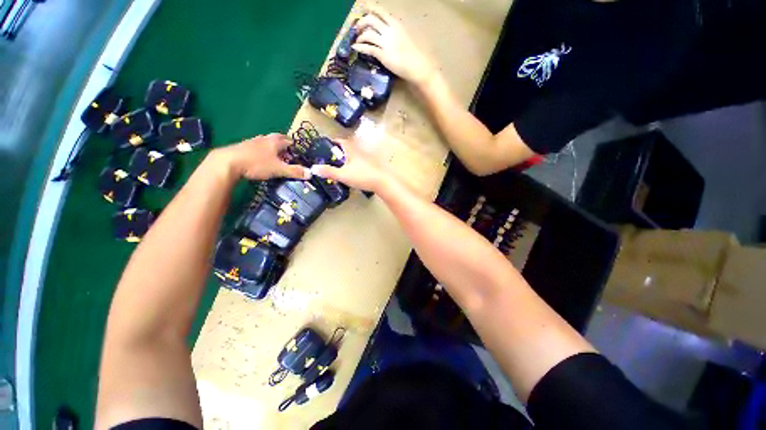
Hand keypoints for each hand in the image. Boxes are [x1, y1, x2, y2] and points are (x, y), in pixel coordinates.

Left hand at [213, 134, 309, 180]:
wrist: (227, 162)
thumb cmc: (257, 163)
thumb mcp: (278, 169)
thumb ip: (294, 171)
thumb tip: (311, 174)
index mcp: (275, 142)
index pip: (289, 141)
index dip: (295, 146)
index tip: (299, 152)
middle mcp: (264, 139)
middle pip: (277, 138)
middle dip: (284, 143)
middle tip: (289, 152)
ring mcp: (252, 142)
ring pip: (266, 141)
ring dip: (272, 146)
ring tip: (276, 155)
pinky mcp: (243, 147)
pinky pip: (257, 146)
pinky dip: (262, 151)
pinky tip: (261, 158)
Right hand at [310, 138, 387, 191]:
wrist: (382, 182)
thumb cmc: (362, 176)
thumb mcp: (343, 175)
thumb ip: (328, 171)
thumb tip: (312, 168)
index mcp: (352, 150)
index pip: (340, 141)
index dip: (332, 142)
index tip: (325, 147)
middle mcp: (360, 151)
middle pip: (348, 147)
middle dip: (339, 151)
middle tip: (331, 158)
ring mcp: (367, 158)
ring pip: (355, 155)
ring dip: (348, 158)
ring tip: (341, 165)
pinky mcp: (372, 165)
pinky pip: (361, 161)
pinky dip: (355, 164)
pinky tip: (353, 172)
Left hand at [354, 6, 436, 85]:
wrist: (416, 66)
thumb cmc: (412, 54)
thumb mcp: (404, 37)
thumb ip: (394, 32)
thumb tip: (385, 33)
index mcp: (395, 24)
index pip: (380, 11)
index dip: (370, 9)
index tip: (363, 11)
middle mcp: (389, 31)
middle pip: (371, 20)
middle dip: (362, 22)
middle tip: (357, 28)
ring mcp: (385, 43)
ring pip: (368, 34)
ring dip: (360, 36)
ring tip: (357, 40)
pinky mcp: (383, 55)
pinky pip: (368, 49)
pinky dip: (360, 47)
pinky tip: (355, 48)